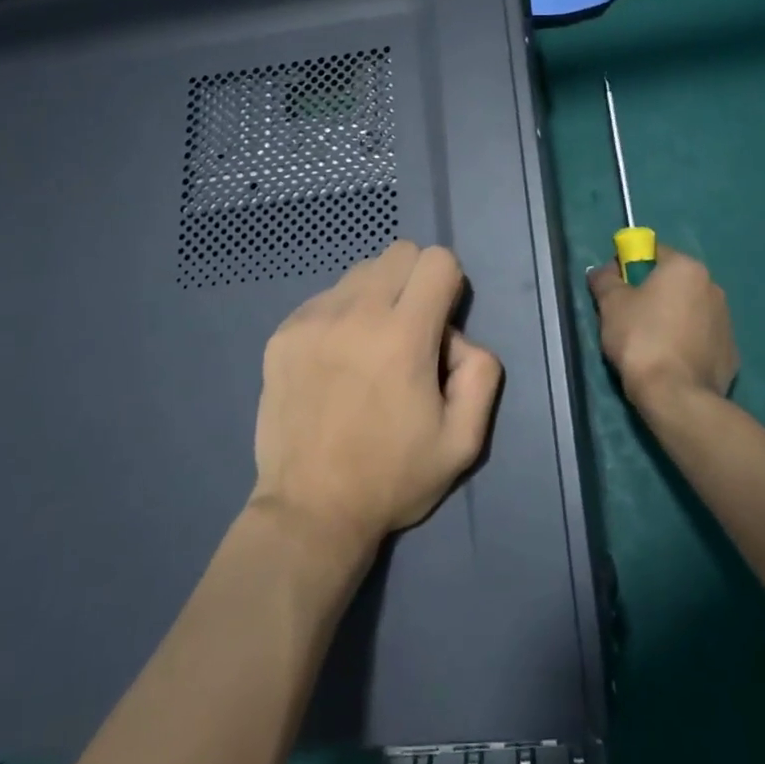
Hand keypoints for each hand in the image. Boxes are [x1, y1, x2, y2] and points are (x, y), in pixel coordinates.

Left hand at [250, 241, 503, 555]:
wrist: (309, 511)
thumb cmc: (392, 477)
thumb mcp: (464, 441)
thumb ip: (481, 374)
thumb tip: (457, 338)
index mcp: (404, 336)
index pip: (437, 259)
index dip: (448, 285)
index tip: (440, 322)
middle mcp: (356, 313)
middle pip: (399, 252)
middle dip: (415, 281)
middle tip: (409, 331)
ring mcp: (313, 319)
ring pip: (360, 271)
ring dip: (377, 295)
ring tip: (369, 347)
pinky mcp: (283, 333)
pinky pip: (325, 297)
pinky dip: (340, 315)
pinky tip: (336, 362)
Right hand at [587, 245, 738, 416]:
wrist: (676, 396)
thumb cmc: (640, 339)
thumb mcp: (611, 304)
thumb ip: (605, 279)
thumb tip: (602, 271)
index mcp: (686, 268)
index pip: (653, 252)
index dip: (629, 266)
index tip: (615, 289)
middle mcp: (712, 287)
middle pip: (673, 282)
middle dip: (652, 294)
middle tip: (628, 318)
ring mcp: (726, 321)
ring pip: (689, 310)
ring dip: (671, 318)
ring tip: (649, 345)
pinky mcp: (731, 353)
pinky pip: (701, 338)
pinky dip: (686, 343)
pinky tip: (670, 362)